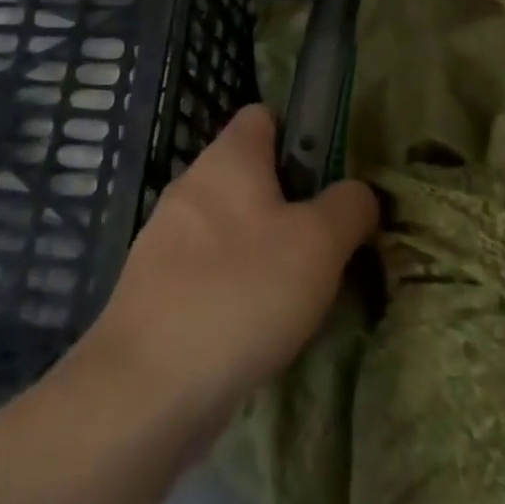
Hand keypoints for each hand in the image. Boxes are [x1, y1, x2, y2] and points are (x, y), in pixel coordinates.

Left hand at [83, 105, 377, 431]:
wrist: (146, 388)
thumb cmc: (241, 292)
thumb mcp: (319, 243)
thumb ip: (349, 207)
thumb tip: (359, 193)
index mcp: (228, 158)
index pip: (264, 115)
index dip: (301, 133)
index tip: (331, 175)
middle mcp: (191, 185)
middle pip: (250, 173)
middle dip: (291, 201)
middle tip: (328, 241)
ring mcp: (166, 237)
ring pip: (231, 225)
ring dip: (266, 248)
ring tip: (301, 290)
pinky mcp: (155, 287)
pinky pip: (209, 268)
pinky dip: (236, 285)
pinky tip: (259, 325)